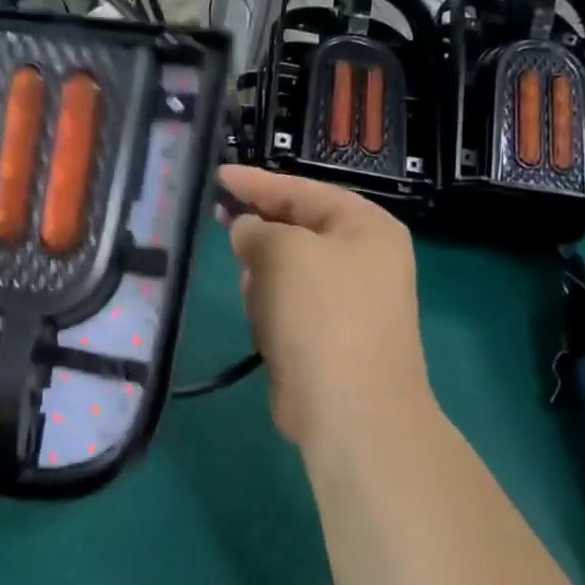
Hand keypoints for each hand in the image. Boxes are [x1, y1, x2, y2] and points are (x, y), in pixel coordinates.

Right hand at [218, 165, 431, 446]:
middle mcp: (363, 258)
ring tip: (251, 288)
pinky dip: (270, 306)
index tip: (217, 176)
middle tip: (219, 220)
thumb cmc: (321, 314)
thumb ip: (256, 228)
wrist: (349, 408)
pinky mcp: (328, 335)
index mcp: (366, 227)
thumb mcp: (283, 252)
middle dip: (260, 230)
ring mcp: (348, 300)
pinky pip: (288, 303)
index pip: (303, 190)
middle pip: (297, 228)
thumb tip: (245, 231)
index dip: (257, 182)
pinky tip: (263, 322)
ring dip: (263, 275)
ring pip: (287, 268)